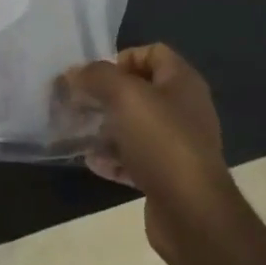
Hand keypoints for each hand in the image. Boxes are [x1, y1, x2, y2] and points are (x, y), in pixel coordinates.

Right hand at [62, 44, 231, 261]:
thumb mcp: (124, 96)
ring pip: (133, 126)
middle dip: (105, 95)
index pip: (152, 52)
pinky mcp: (167, 175)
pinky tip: (93, 163)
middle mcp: (183, 109)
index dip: (122, 58)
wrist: (192, 212)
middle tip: (79, 104)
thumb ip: (96, 76)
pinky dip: (113, 159)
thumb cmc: (161, 142)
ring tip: (79, 132)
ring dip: (105, 128)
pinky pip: (134, 158)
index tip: (96, 78)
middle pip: (139, 90)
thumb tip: (73, 72)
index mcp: (182, 83)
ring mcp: (176, 144)